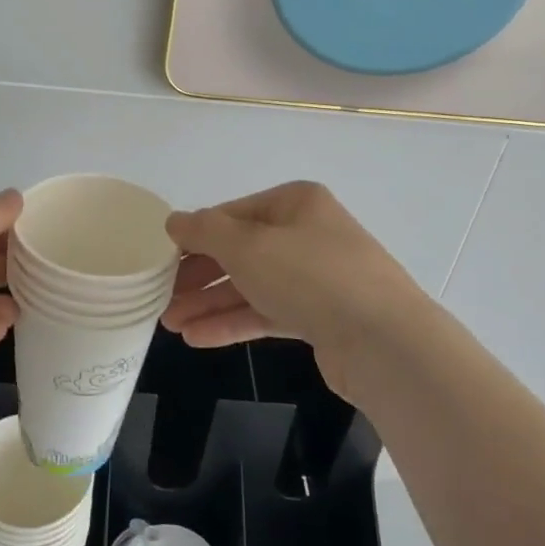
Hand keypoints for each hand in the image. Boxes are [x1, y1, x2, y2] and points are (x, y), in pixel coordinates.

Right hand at [162, 182, 434, 401]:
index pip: (231, 214)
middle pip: (240, 251)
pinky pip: (268, 313)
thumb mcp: (247, 246)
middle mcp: (307, 234)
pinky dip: (234, 322)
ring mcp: (317, 277)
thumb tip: (174, 221)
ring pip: (251, 285)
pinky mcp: (321, 317)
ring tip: (170, 324)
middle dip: (198, 276)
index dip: (194, 236)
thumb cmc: (310, 276)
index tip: (160, 260)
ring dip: (210, 303)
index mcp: (295, 203)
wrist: (384, 342)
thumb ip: (204, 231)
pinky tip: (198, 338)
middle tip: (160, 298)